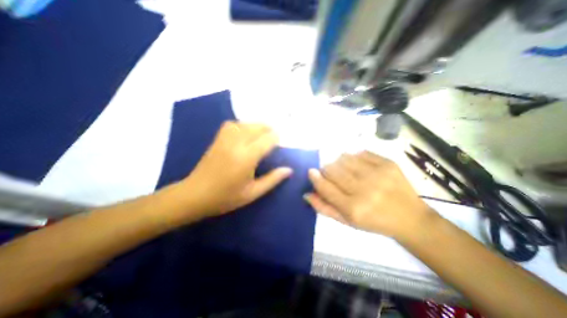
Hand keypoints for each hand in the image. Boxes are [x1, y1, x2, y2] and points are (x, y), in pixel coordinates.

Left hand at [176, 121, 291, 216]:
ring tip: (263, 135)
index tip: (282, 143)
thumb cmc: (226, 197)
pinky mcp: (218, 139)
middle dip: (269, 130)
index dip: (277, 138)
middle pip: (258, 127)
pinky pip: (233, 124)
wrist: (195, 195)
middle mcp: (237, 143)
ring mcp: (225, 139)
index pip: (268, 139)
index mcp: (247, 157)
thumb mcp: (253, 193)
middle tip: (275, 140)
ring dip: (258, 127)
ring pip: (246, 123)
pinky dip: (243, 125)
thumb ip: (273, 179)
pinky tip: (246, 133)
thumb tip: (289, 170)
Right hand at [306, 150, 434, 237]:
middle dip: (327, 170)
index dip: (315, 178)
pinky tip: (359, 166)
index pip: (325, 187)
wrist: (410, 218)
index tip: (311, 172)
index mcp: (353, 208)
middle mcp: (364, 190)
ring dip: (339, 163)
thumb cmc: (374, 222)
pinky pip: (361, 153)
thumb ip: (324, 208)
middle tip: (331, 174)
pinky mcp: (388, 163)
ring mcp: (377, 174)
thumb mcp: (347, 221)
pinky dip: (354, 158)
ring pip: (344, 158)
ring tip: (345, 170)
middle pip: (333, 170)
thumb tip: (307, 194)